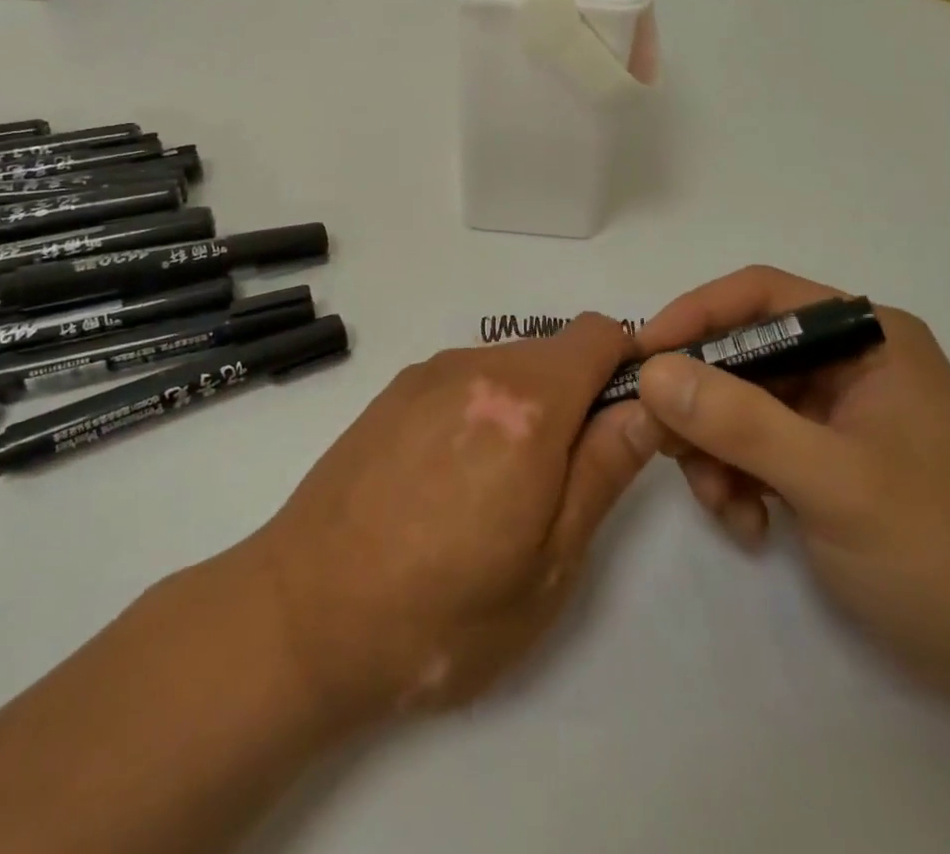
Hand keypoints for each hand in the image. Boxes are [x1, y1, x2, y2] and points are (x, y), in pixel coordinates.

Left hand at [247, 314, 659, 724]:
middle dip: (576, 399)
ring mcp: (427, 374)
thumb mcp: (548, 563)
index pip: (598, 334)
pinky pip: (462, 381)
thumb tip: (647, 407)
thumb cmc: (442, 612)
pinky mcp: (392, 391)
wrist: (302, 614)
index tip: (628, 420)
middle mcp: (475, 367)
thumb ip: (603, 471)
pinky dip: (480, 410)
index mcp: (525, 404)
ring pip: (507, 367)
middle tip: (562, 482)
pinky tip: (449, 480)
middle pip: (553, 353)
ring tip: (498, 492)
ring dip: (526, 408)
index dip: (628, 365)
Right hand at [634, 266, 949, 705]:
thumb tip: (651, 370)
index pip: (760, 295)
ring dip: (716, 450)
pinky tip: (750, 524)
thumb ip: (739, 422)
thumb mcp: (832, 483)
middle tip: (664, 445)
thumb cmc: (940, 552)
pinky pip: (759, 445)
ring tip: (724, 506)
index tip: (642, 356)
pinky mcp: (831, 457)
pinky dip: (739, 478)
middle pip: (744, 353)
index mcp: (867, 338)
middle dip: (702, 403)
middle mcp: (851, 361)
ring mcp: (840, 412)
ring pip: (742, 403)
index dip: (695, 315)